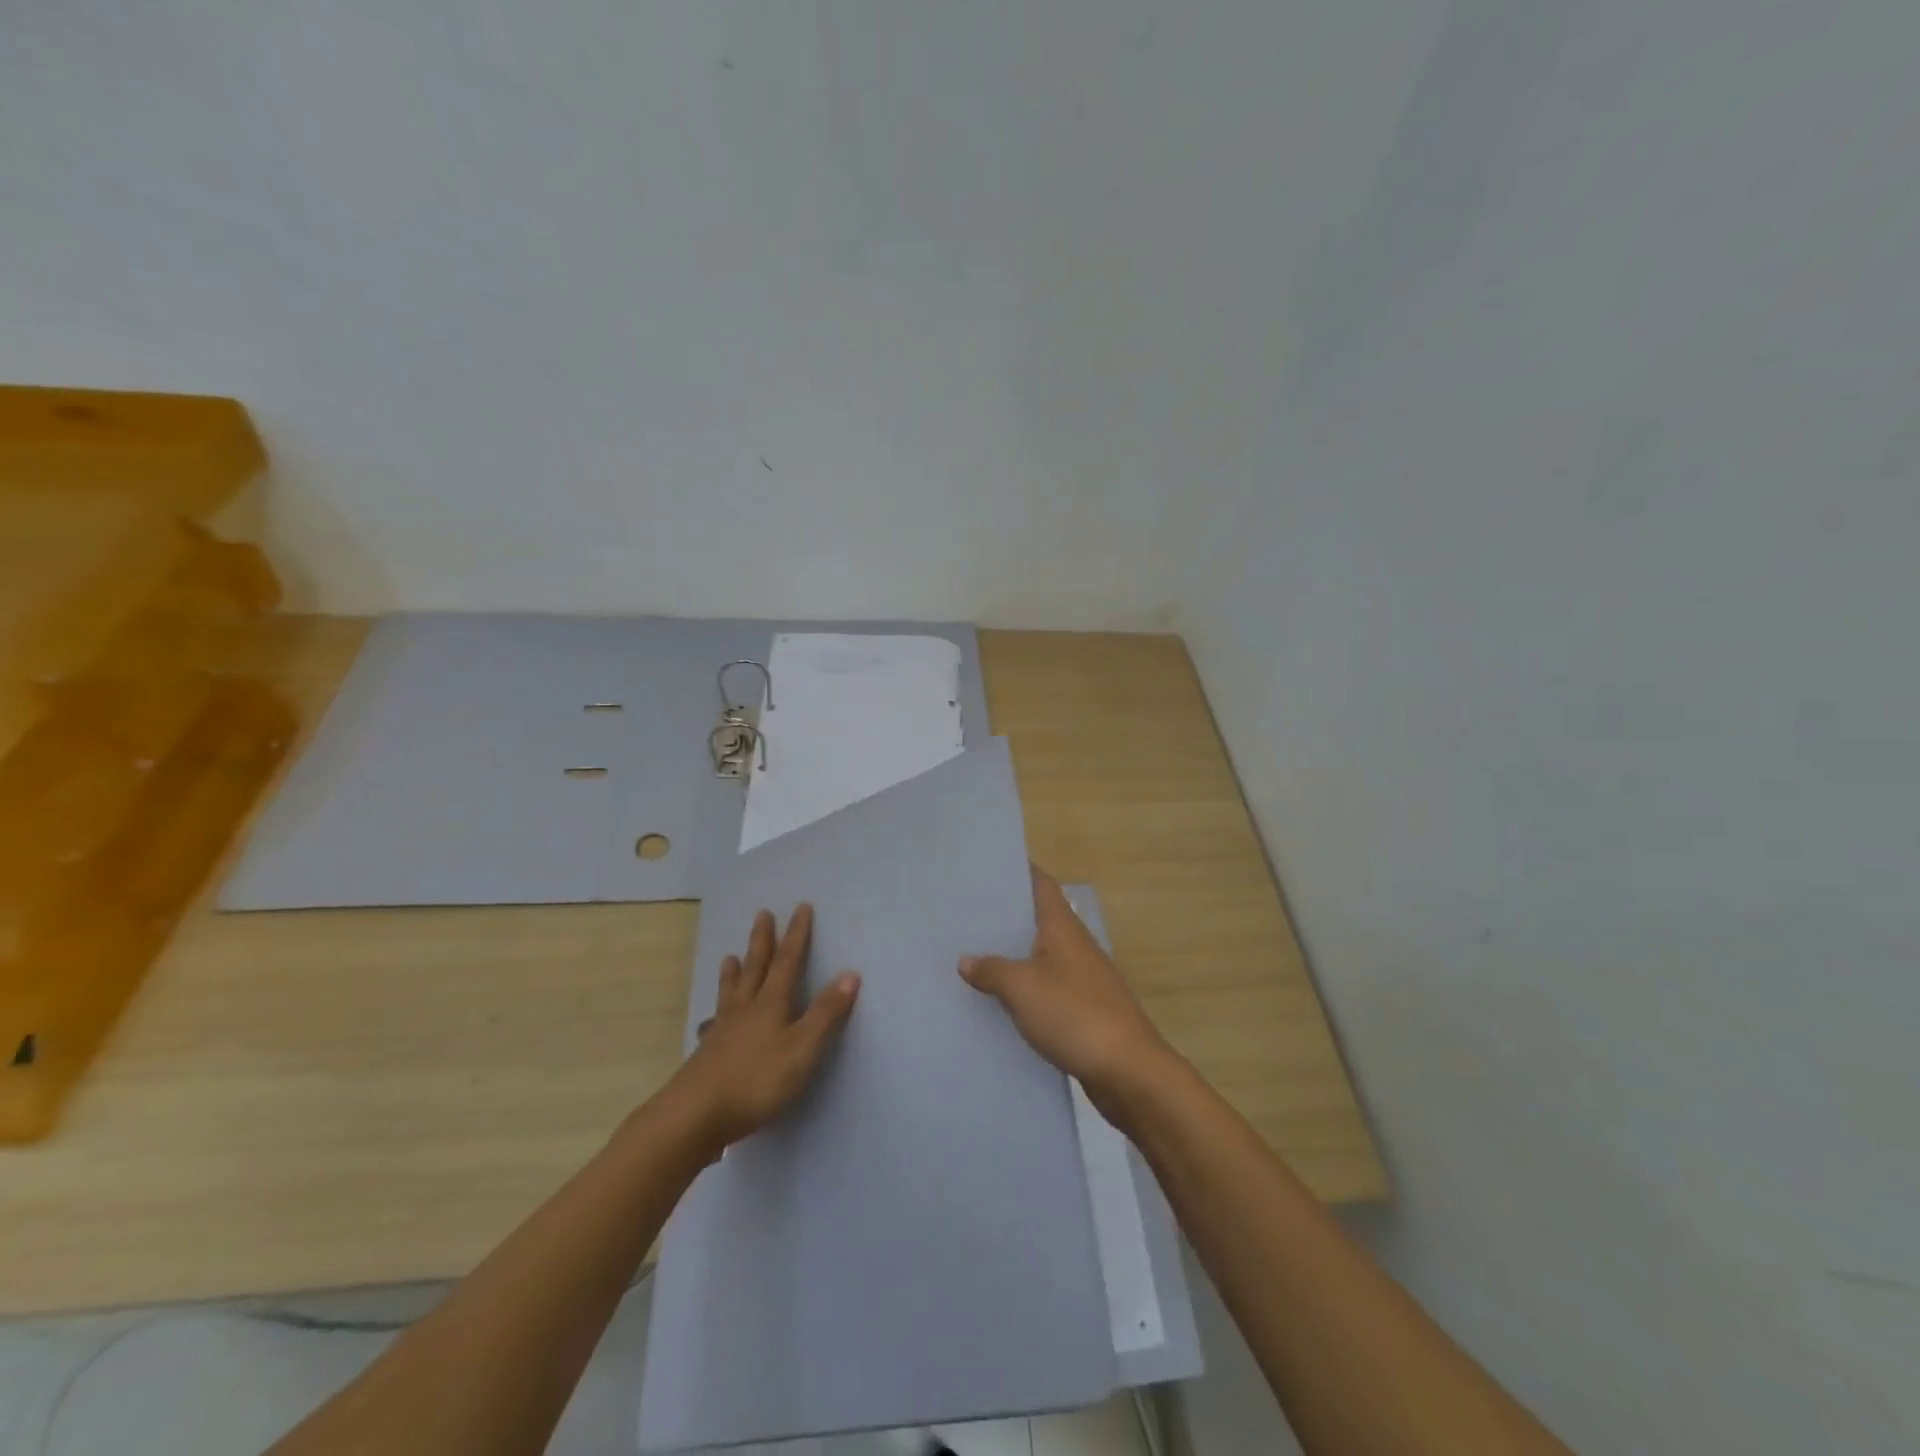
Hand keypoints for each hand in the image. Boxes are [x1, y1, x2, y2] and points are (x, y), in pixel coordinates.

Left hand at [662, 903, 859, 1157]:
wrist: (694, 1116)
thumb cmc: (756, 1081)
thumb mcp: (803, 1049)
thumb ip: (826, 1014)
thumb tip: (850, 974)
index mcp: (771, 1004)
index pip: (787, 962)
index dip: (796, 935)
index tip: (801, 908)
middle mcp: (746, 1009)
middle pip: (756, 968)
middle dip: (762, 941)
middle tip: (762, 914)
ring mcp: (722, 1031)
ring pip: (731, 992)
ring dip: (734, 972)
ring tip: (730, 956)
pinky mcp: (707, 1054)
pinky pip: (713, 1022)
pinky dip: (715, 1012)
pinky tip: (709, 1020)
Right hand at [959, 867, 1171, 1110]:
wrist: (1129, 1071)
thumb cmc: (1075, 1014)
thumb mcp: (1023, 988)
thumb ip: (992, 970)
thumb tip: (966, 960)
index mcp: (1063, 928)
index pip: (1042, 884)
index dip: (1020, 871)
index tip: (989, 868)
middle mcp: (1076, 945)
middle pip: (1040, 918)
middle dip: (1007, 915)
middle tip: (968, 914)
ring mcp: (1083, 978)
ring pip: (1042, 955)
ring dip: (1015, 953)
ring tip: (974, 954)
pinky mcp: (1085, 1009)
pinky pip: (1048, 987)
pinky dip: (1026, 987)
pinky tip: (1001, 1000)